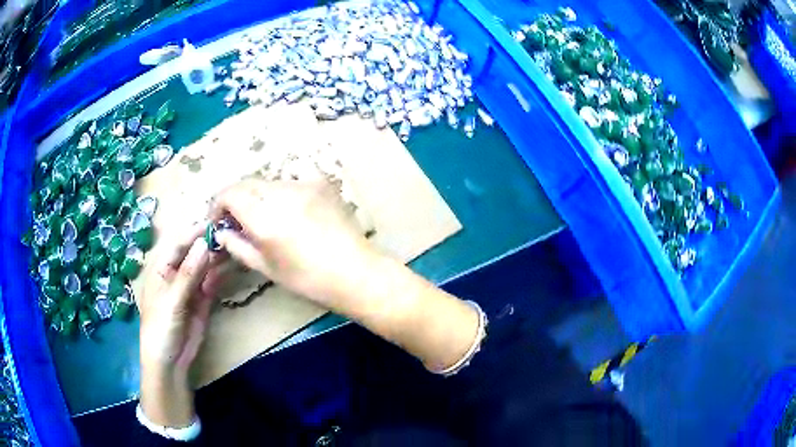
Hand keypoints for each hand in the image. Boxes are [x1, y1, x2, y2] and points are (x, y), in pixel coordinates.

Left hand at [138, 224, 223, 427]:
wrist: (170, 362)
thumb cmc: (160, 328)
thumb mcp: (172, 301)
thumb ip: (188, 274)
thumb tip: (204, 244)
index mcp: (161, 268)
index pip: (178, 243)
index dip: (194, 232)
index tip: (214, 222)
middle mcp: (176, 273)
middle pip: (193, 252)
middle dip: (209, 243)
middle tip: (230, 233)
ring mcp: (190, 286)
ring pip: (205, 266)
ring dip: (218, 257)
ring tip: (235, 247)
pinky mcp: (203, 300)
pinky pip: (213, 282)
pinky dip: (222, 274)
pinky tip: (233, 266)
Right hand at [208, 179, 374, 306]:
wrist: (356, 272)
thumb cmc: (308, 279)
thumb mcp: (267, 267)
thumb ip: (238, 245)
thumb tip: (222, 232)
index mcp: (265, 217)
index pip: (229, 193)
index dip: (218, 204)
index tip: (219, 220)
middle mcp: (282, 193)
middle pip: (247, 183)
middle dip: (236, 198)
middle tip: (237, 219)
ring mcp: (304, 184)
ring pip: (268, 182)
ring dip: (258, 196)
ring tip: (264, 218)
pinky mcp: (321, 183)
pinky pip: (290, 183)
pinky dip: (280, 195)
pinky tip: (289, 214)